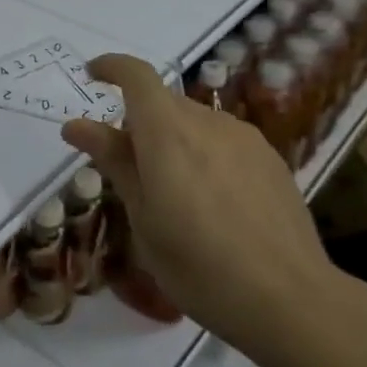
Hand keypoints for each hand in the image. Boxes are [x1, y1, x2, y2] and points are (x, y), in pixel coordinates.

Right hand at [61, 53, 350, 361]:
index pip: (136, 75)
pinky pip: (223, 139)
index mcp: (167, 132)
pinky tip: (212, 200)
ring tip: (172, 191)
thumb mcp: (143, 216)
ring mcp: (244, 138)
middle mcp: (207, 122)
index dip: (111, 67)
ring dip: (172, 138)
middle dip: (138, 119)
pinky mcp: (270, 158)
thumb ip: (114, 161)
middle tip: (127, 166)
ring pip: (194, 121)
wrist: (289, 299)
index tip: (92, 76)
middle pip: (164, 101)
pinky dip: (203, 152)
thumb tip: (77, 125)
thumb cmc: (197, 265)